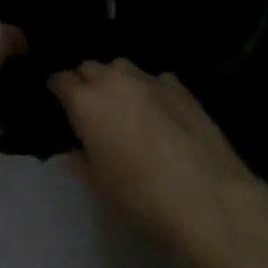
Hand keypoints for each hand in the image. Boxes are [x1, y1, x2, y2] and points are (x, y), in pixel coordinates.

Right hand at [50, 59, 267, 267]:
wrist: (210, 200)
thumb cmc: (143, 199)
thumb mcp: (100, 187)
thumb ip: (81, 160)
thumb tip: (76, 148)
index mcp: (85, 101)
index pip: (59, 79)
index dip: (58, 90)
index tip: (60, 103)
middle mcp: (112, 79)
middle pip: (90, 68)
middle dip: (87, 83)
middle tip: (93, 110)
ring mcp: (147, 78)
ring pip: (121, 68)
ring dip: (116, 82)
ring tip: (126, 108)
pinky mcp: (178, 85)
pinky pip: (153, 80)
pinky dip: (149, 90)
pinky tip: (160, 114)